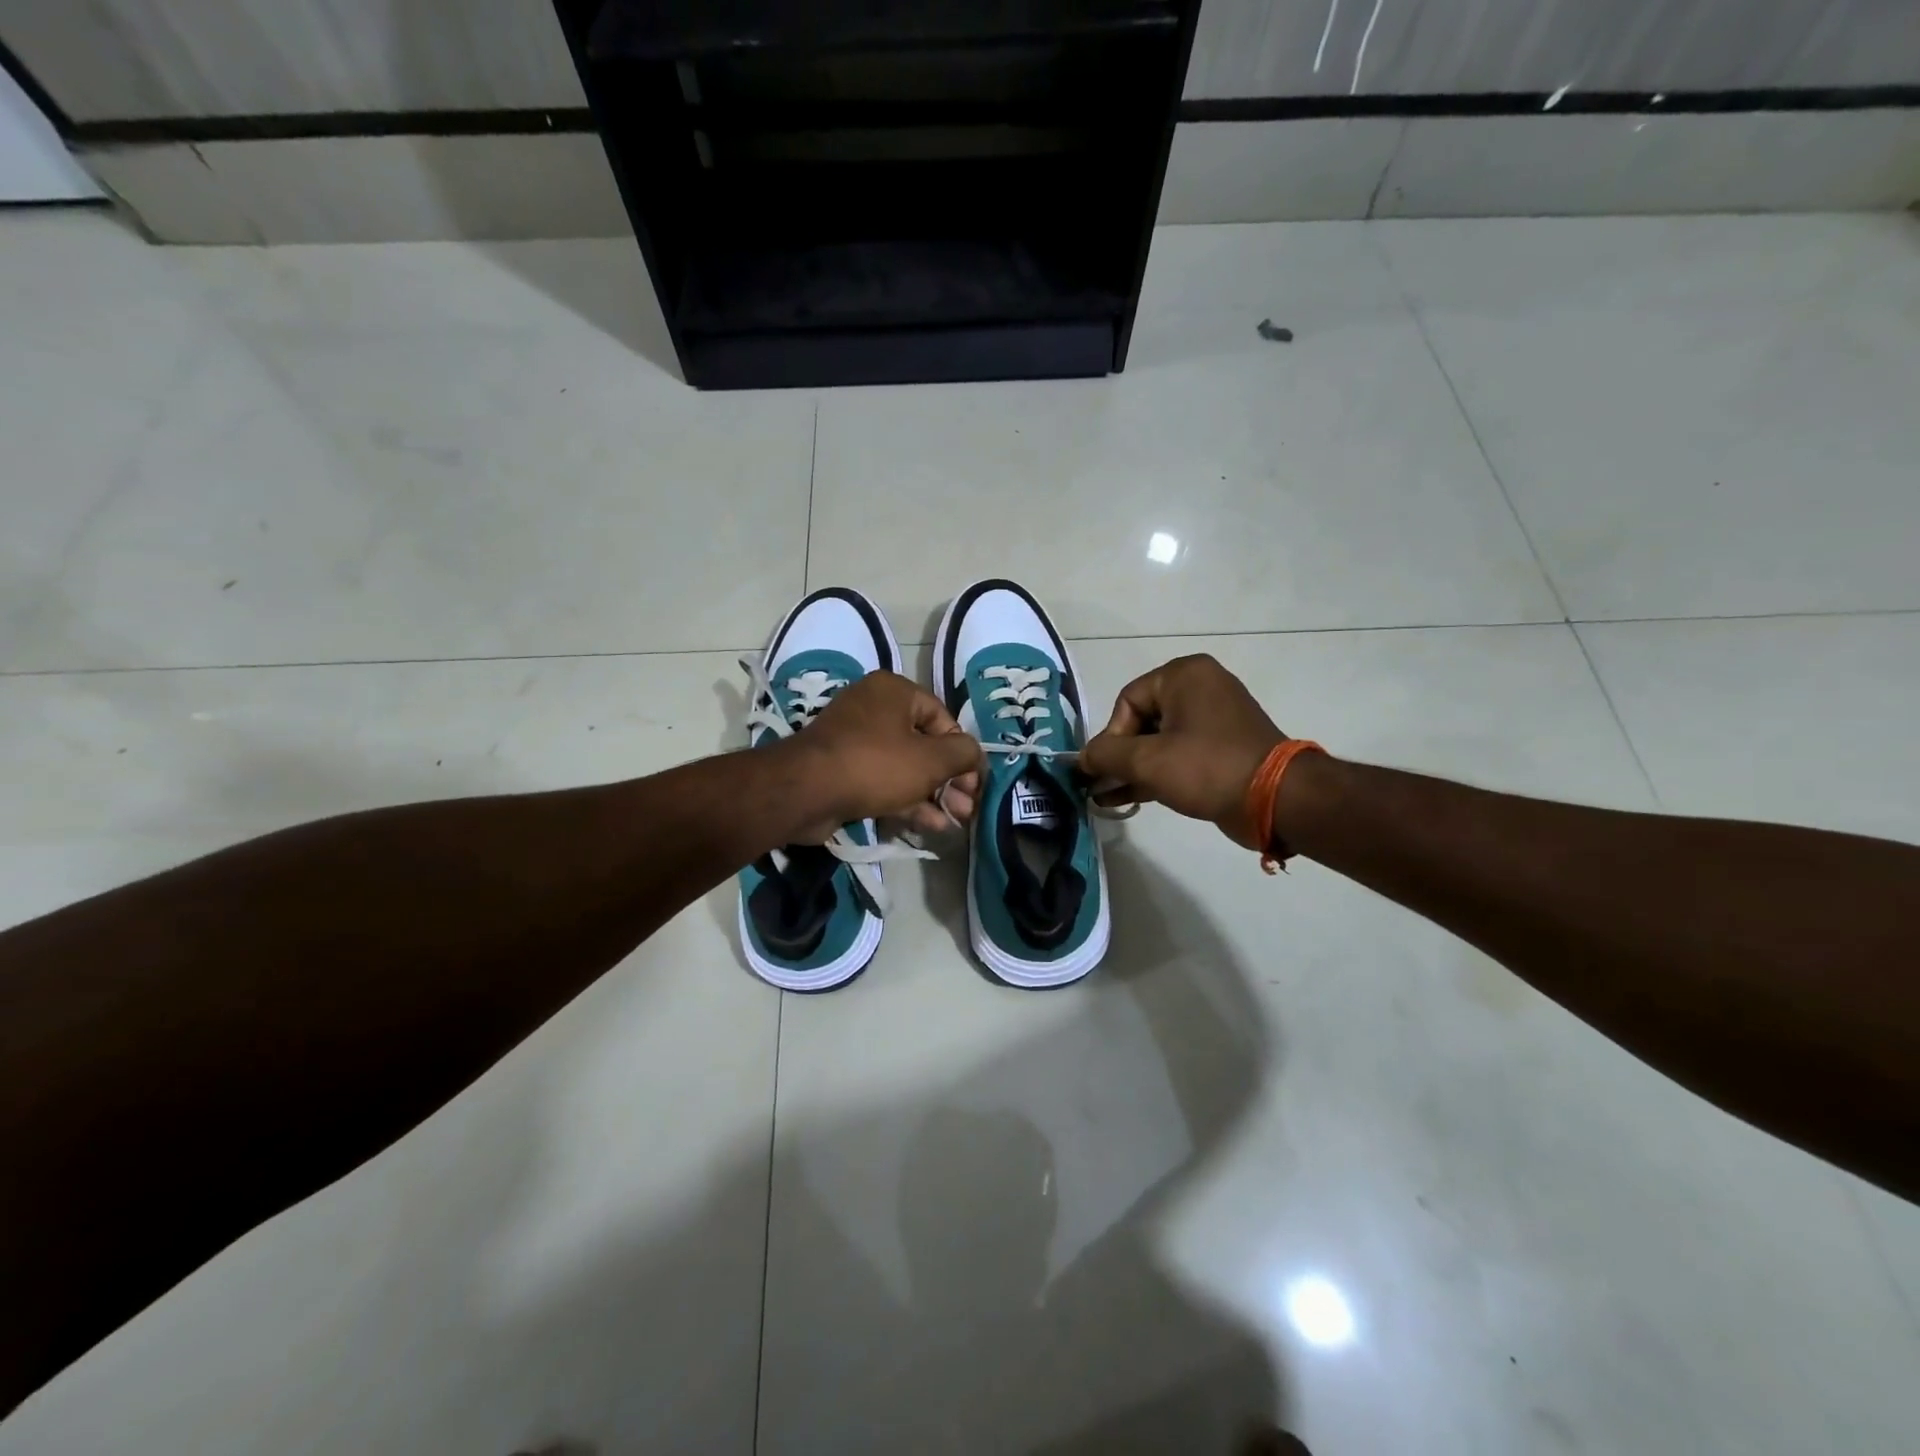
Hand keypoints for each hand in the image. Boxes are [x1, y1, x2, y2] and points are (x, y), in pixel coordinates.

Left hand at [789, 672, 982, 838]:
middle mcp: (874, 708)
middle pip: (925, 744)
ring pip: (905, 766)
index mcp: (894, 691)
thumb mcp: (931, 759)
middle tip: (967, 807)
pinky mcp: (843, 770)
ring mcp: (855, 740)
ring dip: (933, 794)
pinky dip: (907, 800)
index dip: (963, 752)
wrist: (806, 792)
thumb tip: (975, 755)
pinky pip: (883, 781)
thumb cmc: (876, 765)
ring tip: (955, 821)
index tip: (974, 783)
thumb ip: (963, 754)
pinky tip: (931, 825)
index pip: (943, 718)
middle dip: (950, 779)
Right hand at [1077, 654, 1285, 847]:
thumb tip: (1081, 759)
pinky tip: (1126, 799)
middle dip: (1119, 756)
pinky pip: (1178, 755)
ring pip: (1158, 741)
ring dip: (1132, 769)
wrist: (1276, 799)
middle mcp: (1200, 688)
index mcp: (1184, 675)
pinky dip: (1154, 774)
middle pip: (1141, 721)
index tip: (1105, 769)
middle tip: (1101, 785)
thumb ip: (1105, 755)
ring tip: (1105, 798)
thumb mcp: (1146, 760)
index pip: (1127, 701)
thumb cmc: (1207, 767)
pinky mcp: (1222, 748)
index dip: (1111, 737)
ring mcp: (1214, 719)